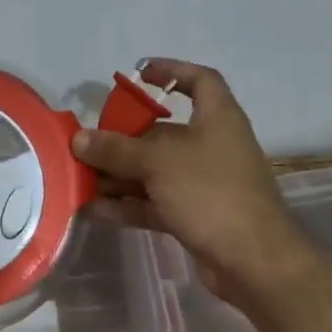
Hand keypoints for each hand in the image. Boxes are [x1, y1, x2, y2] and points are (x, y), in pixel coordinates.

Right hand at [72, 59, 314, 306]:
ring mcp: (204, 183)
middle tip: (89, 143)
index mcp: (217, 118)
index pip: (200, 80)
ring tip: (81, 178)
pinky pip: (155, 202)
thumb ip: (116, 149)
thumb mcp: (159, 163)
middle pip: (164, 132)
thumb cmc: (211, 193)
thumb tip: (79, 139)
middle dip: (124, 138)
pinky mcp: (196, 215)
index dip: (171, 71)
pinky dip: (128, 204)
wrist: (252, 260)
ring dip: (120, 175)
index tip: (139, 73)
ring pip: (155, 171)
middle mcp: (212, 145)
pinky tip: (95, 209)